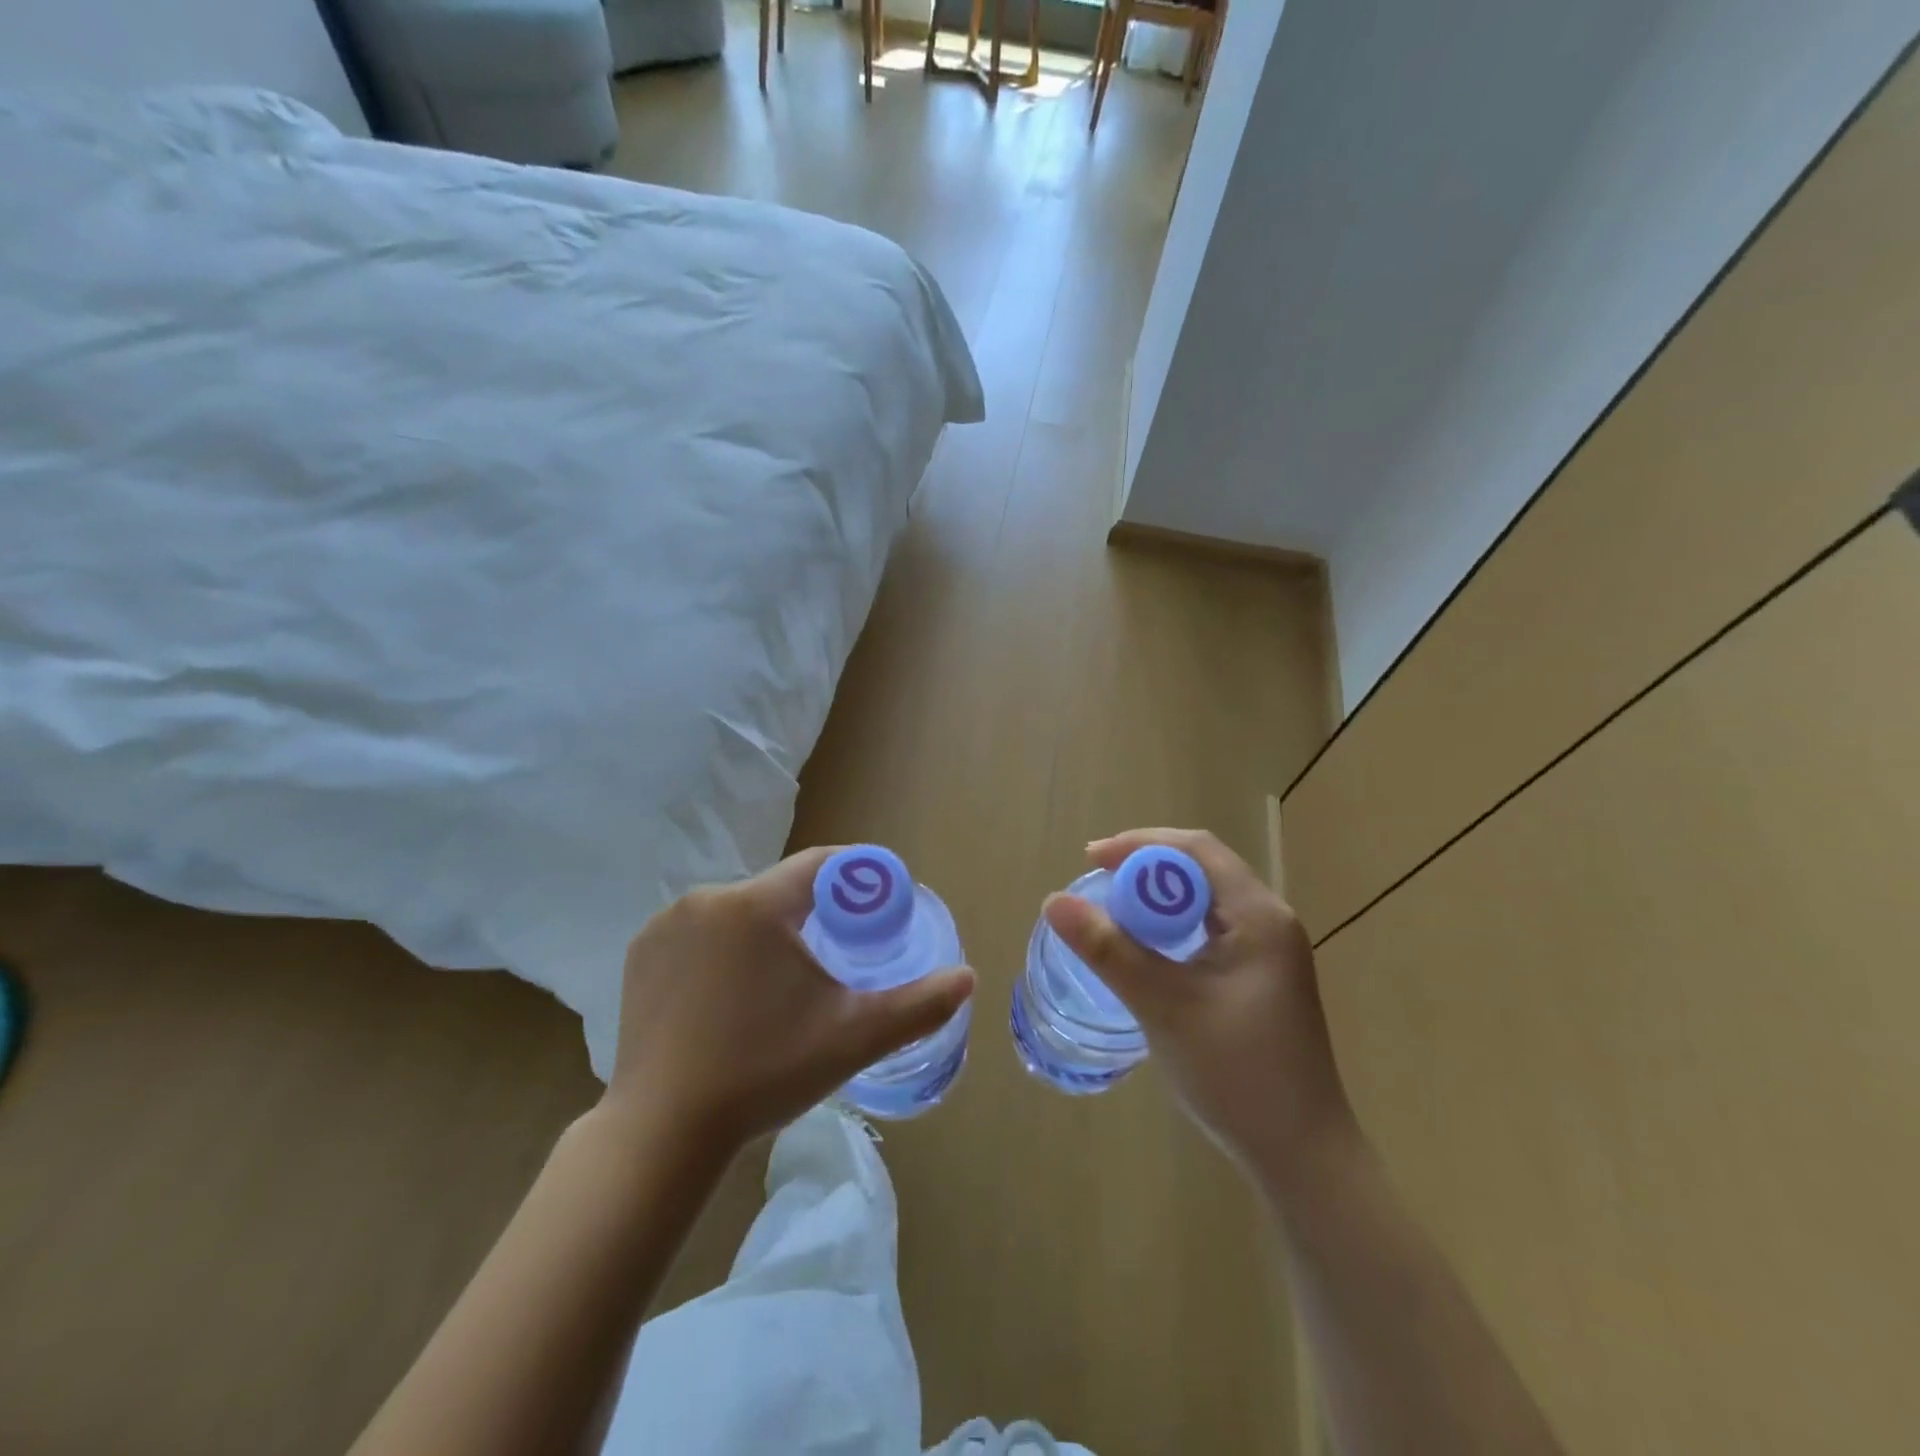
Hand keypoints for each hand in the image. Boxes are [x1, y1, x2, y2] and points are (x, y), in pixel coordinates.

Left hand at [604, 846, 975, 1152]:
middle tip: (835, 958)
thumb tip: (967, 978)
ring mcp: (667, 924)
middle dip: (813, 913)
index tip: (877, 908)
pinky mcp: (640, 951)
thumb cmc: (764, 1073)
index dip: (857, 880)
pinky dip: (724, 947)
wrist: (662, 1133)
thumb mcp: (853, 1037)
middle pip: (780, 890)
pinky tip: (729, 991)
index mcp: (758, 904)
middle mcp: (708, 898)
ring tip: (782, 982)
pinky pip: (700, 931)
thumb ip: (917, 1004)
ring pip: (740, 910)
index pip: (822, 865)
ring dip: (768, 930)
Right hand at [1043, 828, 1356, 1175]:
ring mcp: (1269, 951)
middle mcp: (1270, 921)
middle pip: (1202, 868)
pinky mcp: (1261, 977)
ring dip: (1159, 898)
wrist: (1303, 1156)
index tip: (1091, 859)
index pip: (1196, 849)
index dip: (1140, 845)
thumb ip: (1109, 950)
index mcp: (1259, 916)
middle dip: (1146, 868)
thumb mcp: (1164, 1006)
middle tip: (1097, 884)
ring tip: (1114, 911)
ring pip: (1206, 900)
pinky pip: (1211, 929)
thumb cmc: (1237, 1075)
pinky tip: (1147, 950)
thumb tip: (1054, 901)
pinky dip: (1174, 926)